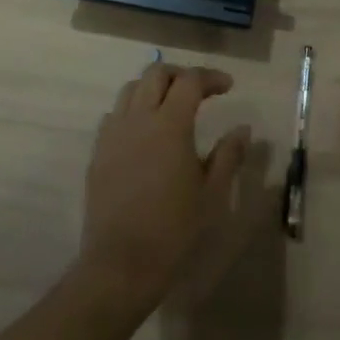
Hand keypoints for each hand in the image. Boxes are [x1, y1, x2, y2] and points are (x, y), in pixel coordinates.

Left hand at [78, 63, 250, 314]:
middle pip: (156, 73)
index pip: (190, 81)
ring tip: (171, 106)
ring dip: (154, 88)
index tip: (228, 87)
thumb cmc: (174, 229)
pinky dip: (133, 110)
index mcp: (170, 124)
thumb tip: (242, 128)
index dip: (211, 77)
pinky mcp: (98, 154)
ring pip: (131, 90)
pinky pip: (114, 115)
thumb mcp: (212, 193)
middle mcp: (138, 119)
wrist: (120, 265)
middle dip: (180, 74)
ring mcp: (113, 135)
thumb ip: (228, 155)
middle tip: (200, 91)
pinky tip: (145, 133)